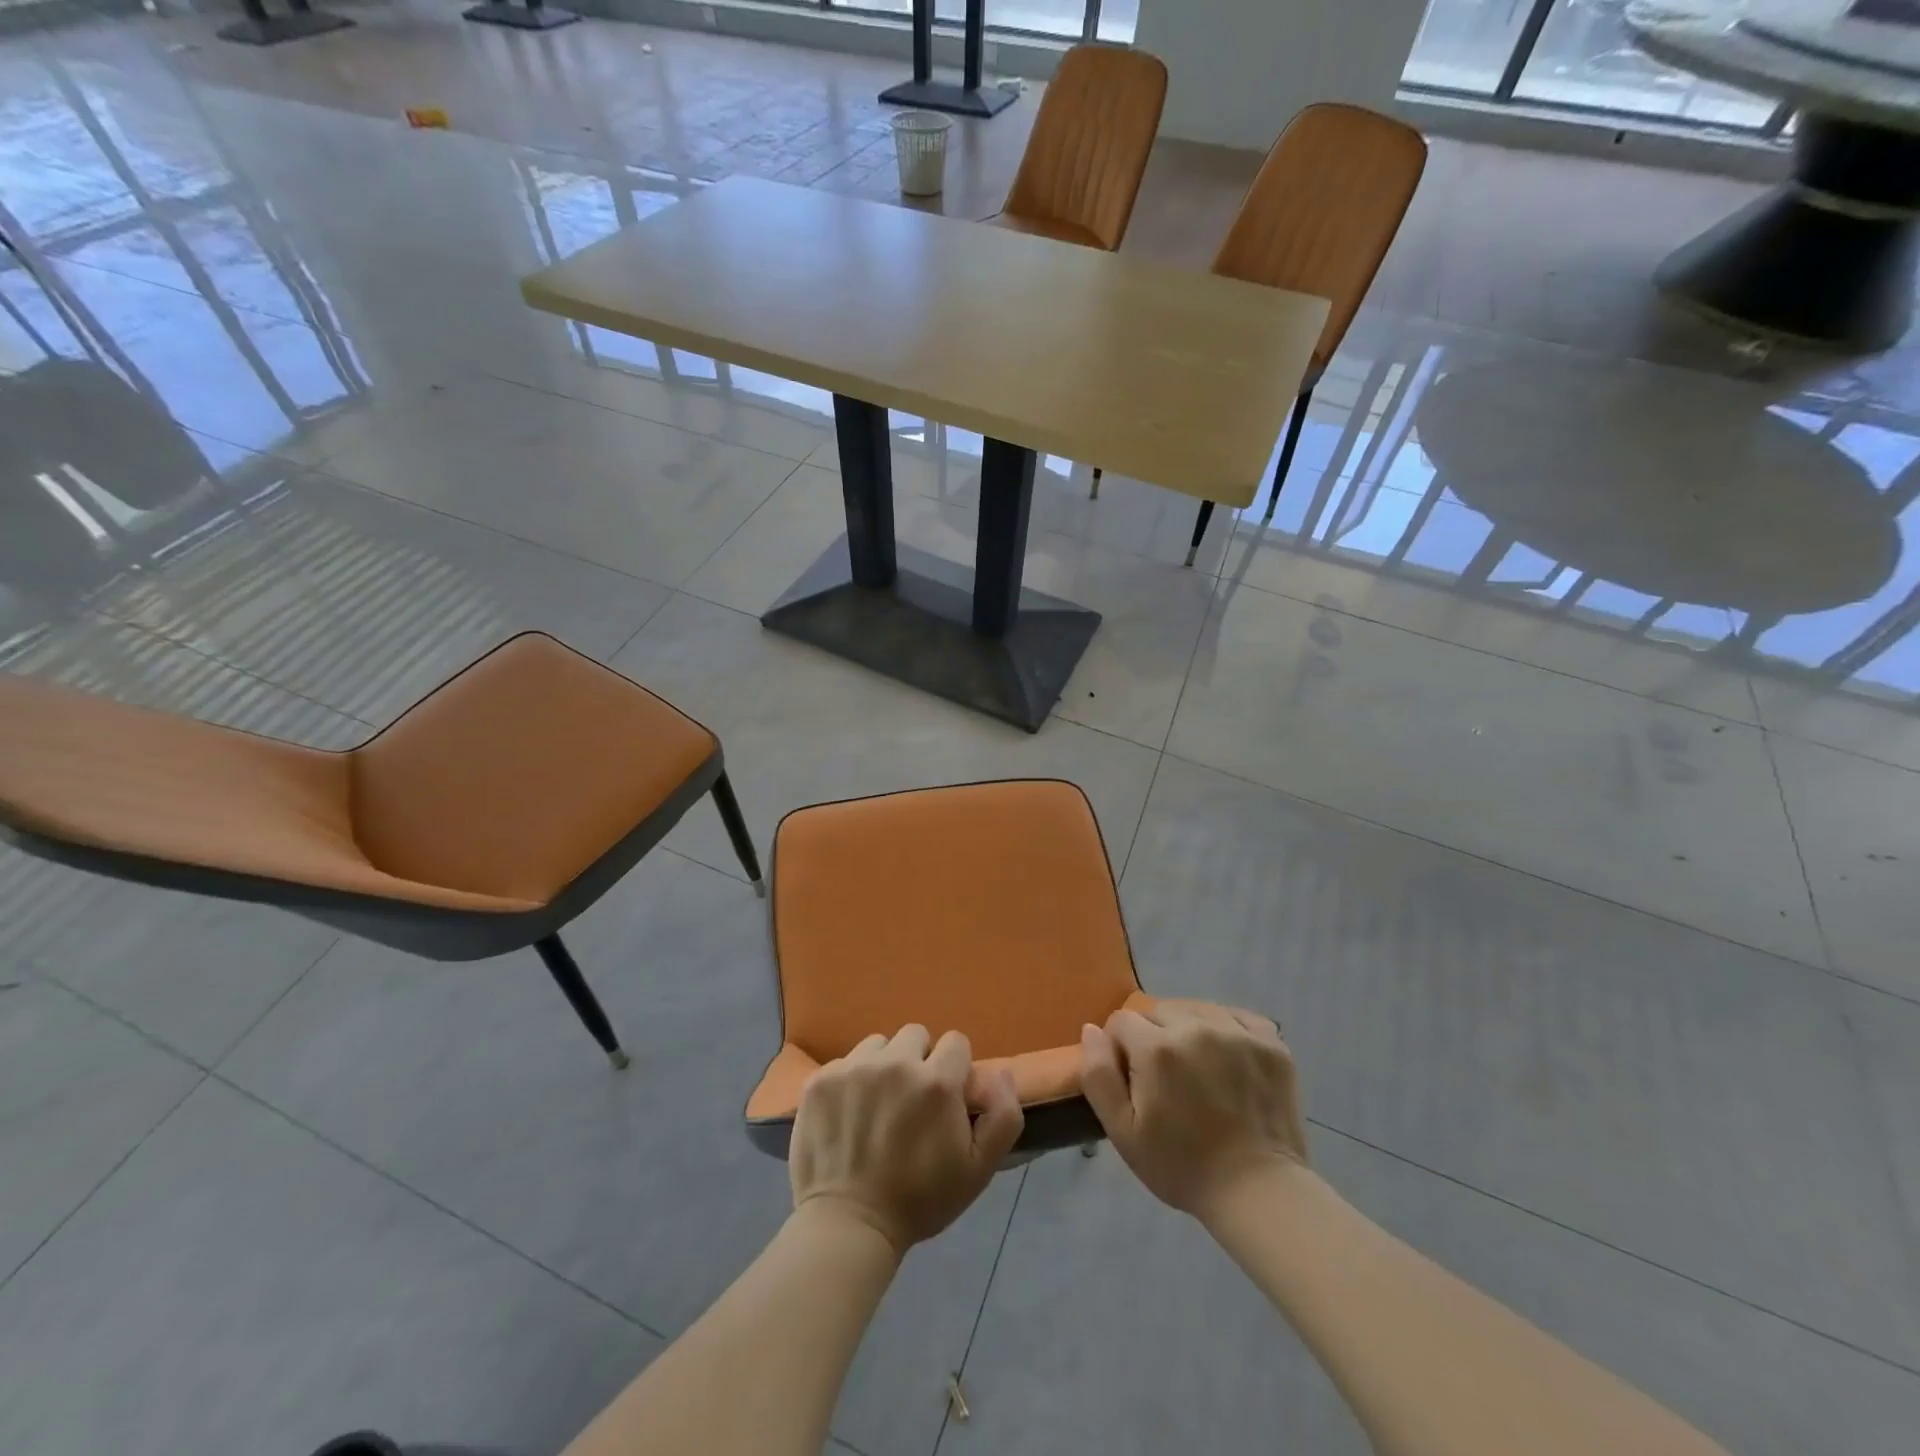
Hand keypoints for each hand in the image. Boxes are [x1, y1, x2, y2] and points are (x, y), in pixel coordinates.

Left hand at [790, 1025, 1023, 1255]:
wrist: (849, 1226)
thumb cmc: (920, 1200)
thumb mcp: (979, 1169)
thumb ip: (1003, 1116)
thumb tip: (1001, 1071)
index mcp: (937, 1082)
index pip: (955, 1042)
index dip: (954, 1069)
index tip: (945, 1099)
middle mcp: (896, 1063)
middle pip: (916, 1035)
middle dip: (919, 1061)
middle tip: (910, 1102)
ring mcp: (854, 1068)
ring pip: (878, 1045)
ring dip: (883, 1066)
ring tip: (877, 1105)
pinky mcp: (821, 1080)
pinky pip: (845, 1062)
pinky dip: (850, 1081)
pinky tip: (848, 1114)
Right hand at [1080, 1000, 1307, 1220]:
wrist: (1258, 1193)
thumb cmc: (1182, 1166)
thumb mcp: (1123, 1132)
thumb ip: (1098, 1075)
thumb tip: (1091, 1029)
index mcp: (1157, 1048)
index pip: (1122, 1021)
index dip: (1121, 1049)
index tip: (1134, 1080)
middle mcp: (1196, 1027)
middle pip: (1159, 1011)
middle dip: (1154, 1038)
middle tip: (1167, 1080)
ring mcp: (1237, 1031)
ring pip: (1196, 1010)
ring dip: (1189, 1030)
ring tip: (1198, 1070)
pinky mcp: (1270, 1041)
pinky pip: (1236, 1016)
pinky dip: (1227, 1030)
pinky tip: (1228, 1058)